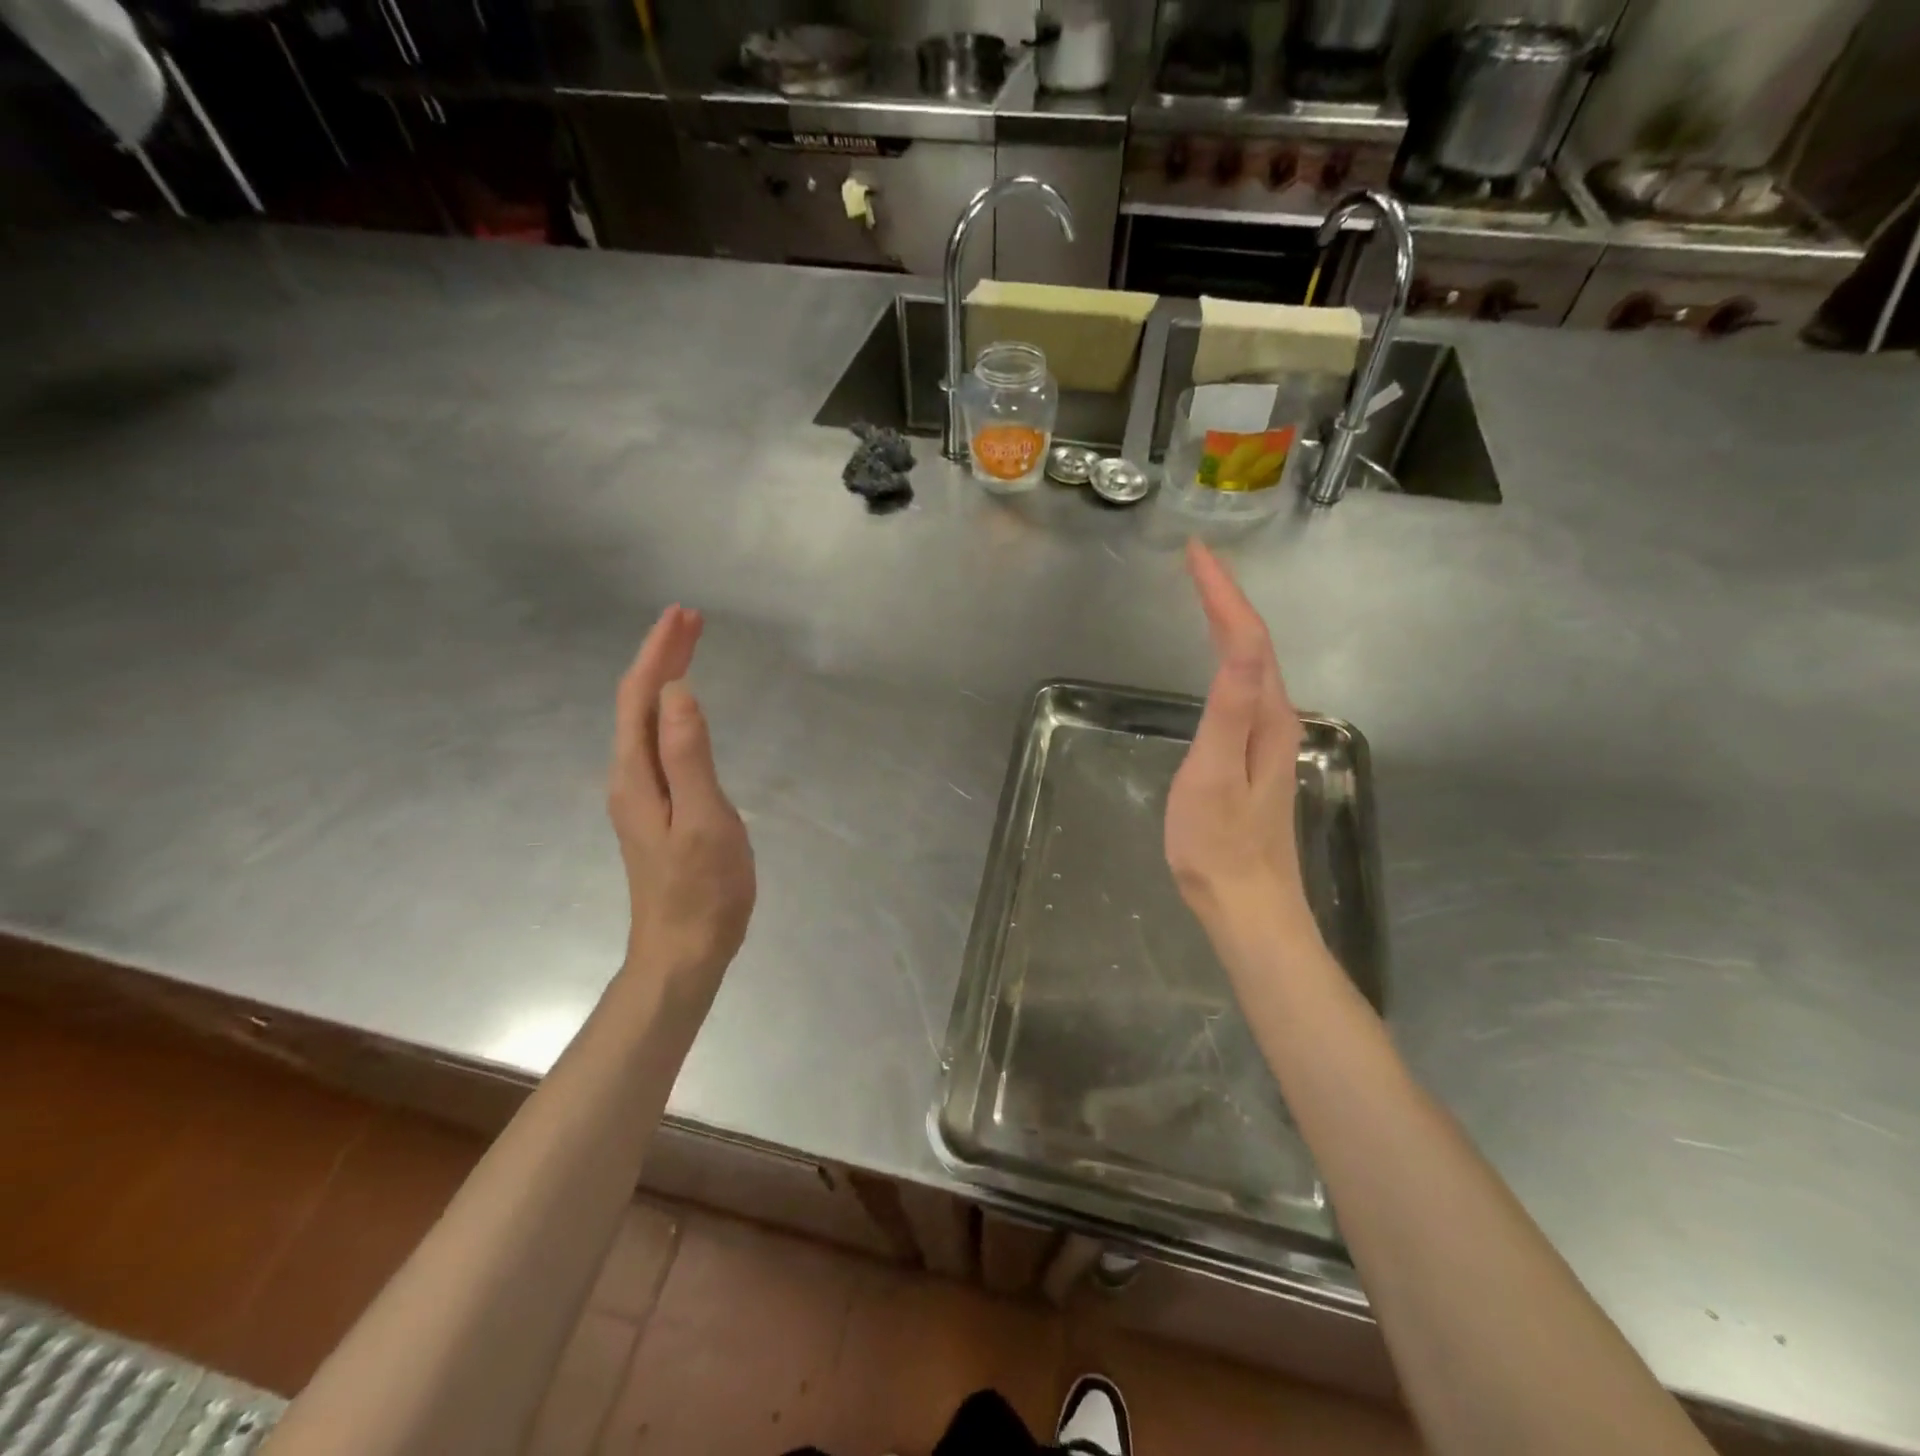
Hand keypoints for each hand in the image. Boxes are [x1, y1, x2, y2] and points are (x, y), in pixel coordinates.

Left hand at [609, 605, 755, 991]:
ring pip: (647, 722)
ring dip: (665, 680)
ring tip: (690, 649)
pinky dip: (672, 711)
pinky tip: (685, 710)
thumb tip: (679, 692)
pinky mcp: (658, 809)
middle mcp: (630, 778)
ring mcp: (642, 796)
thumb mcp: (704, 820)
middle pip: (639, 704)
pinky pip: (659, 743)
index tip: (682, 615)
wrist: (683, 951)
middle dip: (661, 658)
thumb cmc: (701, 890)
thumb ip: (689, 756)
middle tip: (691, 620)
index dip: (659, 653)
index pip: (640, 698)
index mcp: (637, 776)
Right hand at [1165, 541, 1313, 944]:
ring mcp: (1268, 739)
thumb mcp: (1215, 775)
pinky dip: (1228, 656)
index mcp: (1264, 718)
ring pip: (1252, 664)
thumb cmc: (1218, 845)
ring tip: (1204, 593)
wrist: (1247, 905)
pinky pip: (1244, 687)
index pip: (1246, 639)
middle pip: (1254, 645)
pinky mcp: (1255, 755)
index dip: (1222, 594)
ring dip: (1229, 622)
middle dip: (1226, 598)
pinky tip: (1217, 657)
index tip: (1195, 554)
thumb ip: (1231, 709)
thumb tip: (1244, 644)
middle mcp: (1275, 720)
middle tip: (1195, 563)